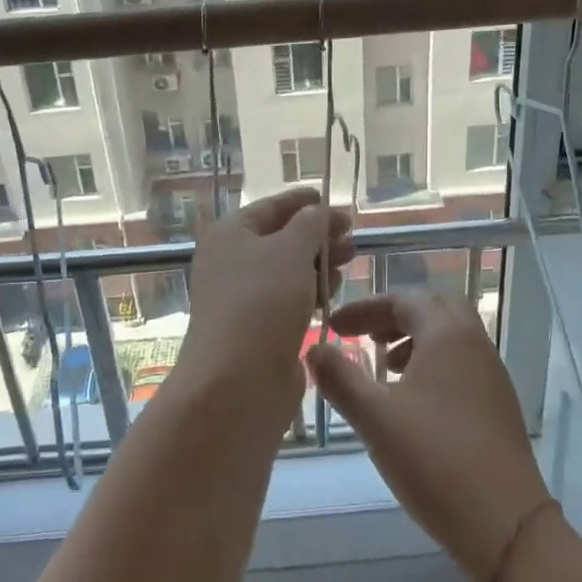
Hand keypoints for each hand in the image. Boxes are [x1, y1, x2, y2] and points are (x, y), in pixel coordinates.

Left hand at [176, 188, 353, 414]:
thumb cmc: (262, 301)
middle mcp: (231, 262)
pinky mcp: (258, 329)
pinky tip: (333, 294)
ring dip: (318, 264)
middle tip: (352, 238)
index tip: (332, 200)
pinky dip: (311, 293)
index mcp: (230, 234)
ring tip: (347, 263)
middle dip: (318, 236)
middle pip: (281, 239)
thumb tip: (317, 212)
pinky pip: (289, 300)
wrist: (237, 381)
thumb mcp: (291, 250)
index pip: (270, 207)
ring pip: (288, 271)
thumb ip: (310, 224)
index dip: (302, 201)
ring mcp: (243, 298)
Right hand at [310, 289, 550, 581]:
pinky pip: (462, 363)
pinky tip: (413, 404)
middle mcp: (475, 344)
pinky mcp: (499, 405)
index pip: (404, 300)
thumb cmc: (434, 460)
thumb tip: (313, 349)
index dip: (365, 309)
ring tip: (385, 370)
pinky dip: (433, 365)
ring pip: (450, 337)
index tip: (334, 327)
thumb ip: (340, 378)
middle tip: (364, 337)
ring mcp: (492, 375)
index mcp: (448, 334)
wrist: (506, 524)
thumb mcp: (375, 418)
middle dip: (394, 317)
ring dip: (415, 341)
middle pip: (433, 309)